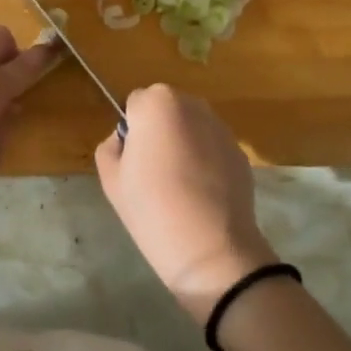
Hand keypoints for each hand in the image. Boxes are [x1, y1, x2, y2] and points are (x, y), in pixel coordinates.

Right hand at [93, 85, 277, 322]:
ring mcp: (221, 127)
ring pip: (191, 126)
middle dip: (159, 130)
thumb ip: (111, 146)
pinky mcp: (240, 151)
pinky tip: (202, 193)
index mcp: (157, 103)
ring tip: (180, 184)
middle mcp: (192, 104)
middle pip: (166, 109)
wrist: (210, 247)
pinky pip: (212, 147)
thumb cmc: (151, 207)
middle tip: (154, 170)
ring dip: (184, 142)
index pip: (136, 104)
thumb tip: (126, 140)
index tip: (134, 161)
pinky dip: (206, 160)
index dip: (132, 131)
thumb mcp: (111, 178)